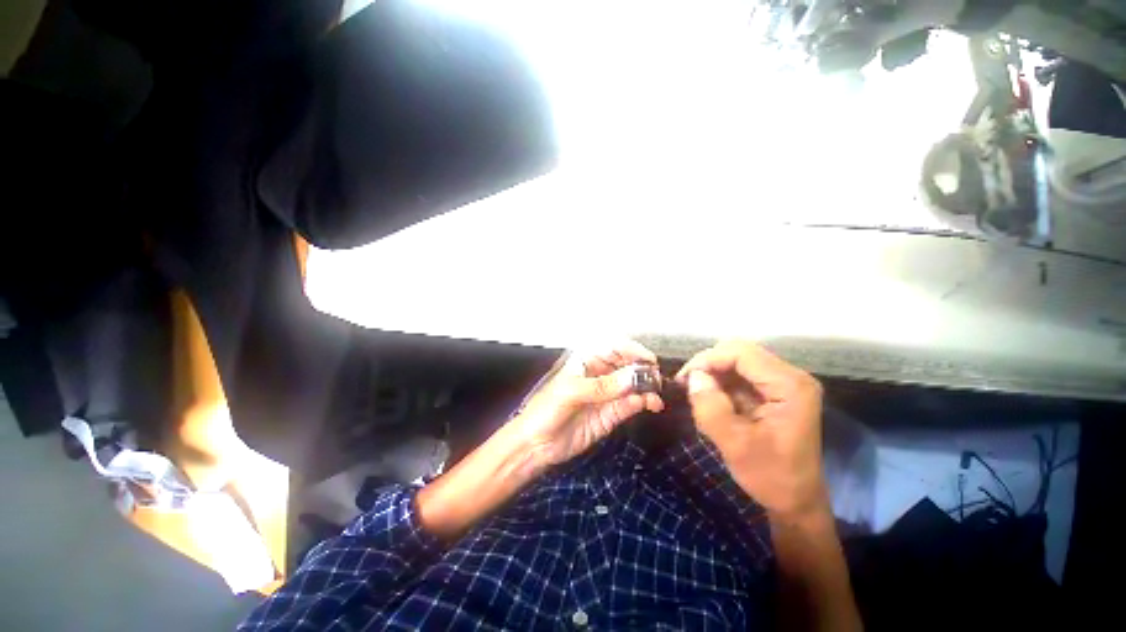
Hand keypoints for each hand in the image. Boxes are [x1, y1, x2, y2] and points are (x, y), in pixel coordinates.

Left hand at [511, 341, 664, 469]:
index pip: (613, 348)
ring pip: (631, 386)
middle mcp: (599, 375)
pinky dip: (642, 403)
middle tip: (657, 378)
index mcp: (586, 362)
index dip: (632, 350)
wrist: (536, 445)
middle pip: (626, 365)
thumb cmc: (546, 410)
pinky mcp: (610, 415)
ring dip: (647, 388)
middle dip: (643, 369)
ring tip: (657, 395)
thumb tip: (634, 377)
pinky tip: (650, 405)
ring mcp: (606, 395)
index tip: (650, 359)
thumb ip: (602, 386)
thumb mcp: (571, 393)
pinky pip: (629, 405)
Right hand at [676, 340, 826, 519]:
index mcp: (790, 386)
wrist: (796, 501)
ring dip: (713, 374)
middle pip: (738, 352)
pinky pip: (739, 374)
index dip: (708, 360)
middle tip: (687, 386)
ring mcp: (782, 382)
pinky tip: (712, 401)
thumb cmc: (771, 476)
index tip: (683, 379)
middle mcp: (790, 376)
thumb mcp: (735, 445)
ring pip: (736, 361)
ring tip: (698, 397)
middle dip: (708, 365)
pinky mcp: (774, 390)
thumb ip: (711, 408)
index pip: (741, 353)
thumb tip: (694, 377)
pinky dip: (720, 383)